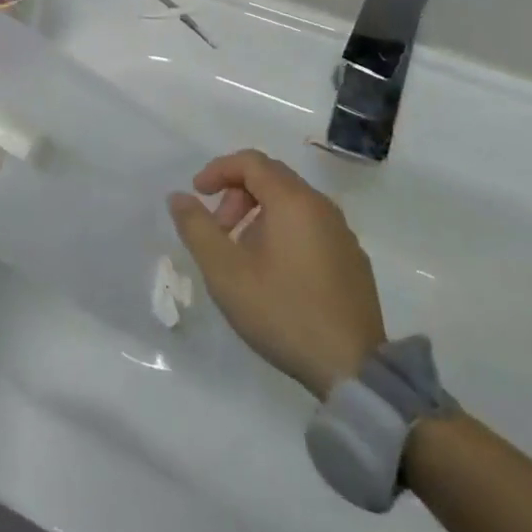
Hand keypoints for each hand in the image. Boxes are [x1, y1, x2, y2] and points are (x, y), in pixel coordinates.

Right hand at [167, 150, 386, 399]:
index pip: (251, 161)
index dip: (218, 170)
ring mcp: (343, 234)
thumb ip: (196, 227)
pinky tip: (274, 272)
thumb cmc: (283, 311)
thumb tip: (178, 196)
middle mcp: (322, 207)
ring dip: (259, 215)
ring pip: (292, 203)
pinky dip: (283, 231)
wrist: (353, 370)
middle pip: (272, 178)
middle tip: (218, 229)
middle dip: (236, 194)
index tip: (197, 194)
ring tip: (242, 254)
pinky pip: (311, 226)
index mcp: (293, 201)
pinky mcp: (353, 260)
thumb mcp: (225, 271)